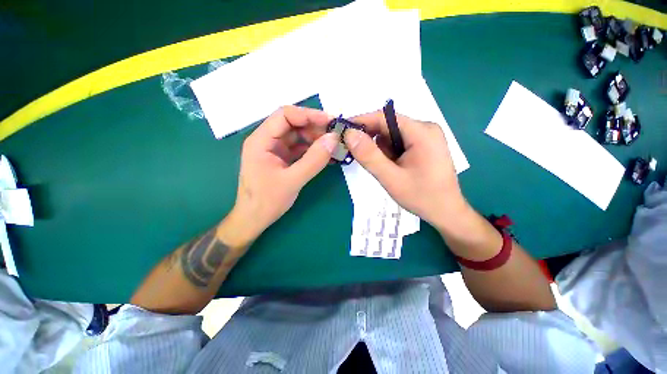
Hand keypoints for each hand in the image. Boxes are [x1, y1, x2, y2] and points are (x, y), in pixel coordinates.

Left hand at [232, 106, 338, 239]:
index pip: (285, 115)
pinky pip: (299, 149)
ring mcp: (275, 150)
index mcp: (261, 140)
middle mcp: (267, 141)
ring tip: (334, 146)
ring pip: (297, 137)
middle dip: (315, 128)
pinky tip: (326, 155)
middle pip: (293, 125)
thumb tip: (333, 138)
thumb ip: (314, 160)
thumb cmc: (267, 201)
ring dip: (316, 139)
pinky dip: (313, 150)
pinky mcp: (282, 159)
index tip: (330, 121)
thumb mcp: (293, 180)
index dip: (308, 115)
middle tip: (336, 135)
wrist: (254, 219)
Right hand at [343, 111, 470, 231]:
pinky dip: (390, 153)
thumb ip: (369, 156)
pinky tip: (394, 168)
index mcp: (421, 132)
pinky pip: (399, 143)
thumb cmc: (421, 197)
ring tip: (387, 170)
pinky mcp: (424, 145)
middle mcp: (425, 128)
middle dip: (372, 141)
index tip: (342, 130)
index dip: (361, 121)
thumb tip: (349, 134)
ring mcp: (426, 136)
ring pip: (392, 135)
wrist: (446, 212)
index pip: (384, 117)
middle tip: (361, 158)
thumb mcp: (391, 178)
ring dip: (382, 150)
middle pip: (388, 126)